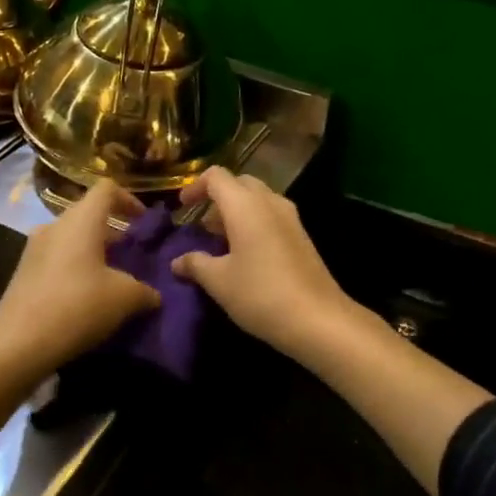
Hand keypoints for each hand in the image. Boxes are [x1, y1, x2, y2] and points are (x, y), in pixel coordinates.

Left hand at [0, 179, 160, 379]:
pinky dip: (76, 267)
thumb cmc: (77, 306)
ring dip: (94, 250)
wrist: (16, 344)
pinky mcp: (23, 272)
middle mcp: (55, 225)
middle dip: (114, 230)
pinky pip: (57, 257)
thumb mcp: (124, 299)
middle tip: (133, 254)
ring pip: (72, 237)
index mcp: (81, 220)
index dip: (130, 200)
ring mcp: (34, 248)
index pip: (107, 189)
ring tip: (113, 278)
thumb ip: (146, 291)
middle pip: (89, 213)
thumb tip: (155, 295)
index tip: (144, 223)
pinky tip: (86, 296)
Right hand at [170, 168, 361, 359]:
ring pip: (258, 200)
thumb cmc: (260, 293)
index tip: (181, 208)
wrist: (318, 319)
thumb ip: (195, 264)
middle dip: (217, 198)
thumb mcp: (219, 281)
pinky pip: (271, 216)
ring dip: (236, 212)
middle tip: (201, 224)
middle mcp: (269, 202)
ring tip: (219, 240)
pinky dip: (253, 223)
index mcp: (245, 205)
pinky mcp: (301, 236)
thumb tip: (177, 261)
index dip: (195, 186)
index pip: (216, 176)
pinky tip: (245, 253)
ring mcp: (290, 218)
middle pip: (239, 183)